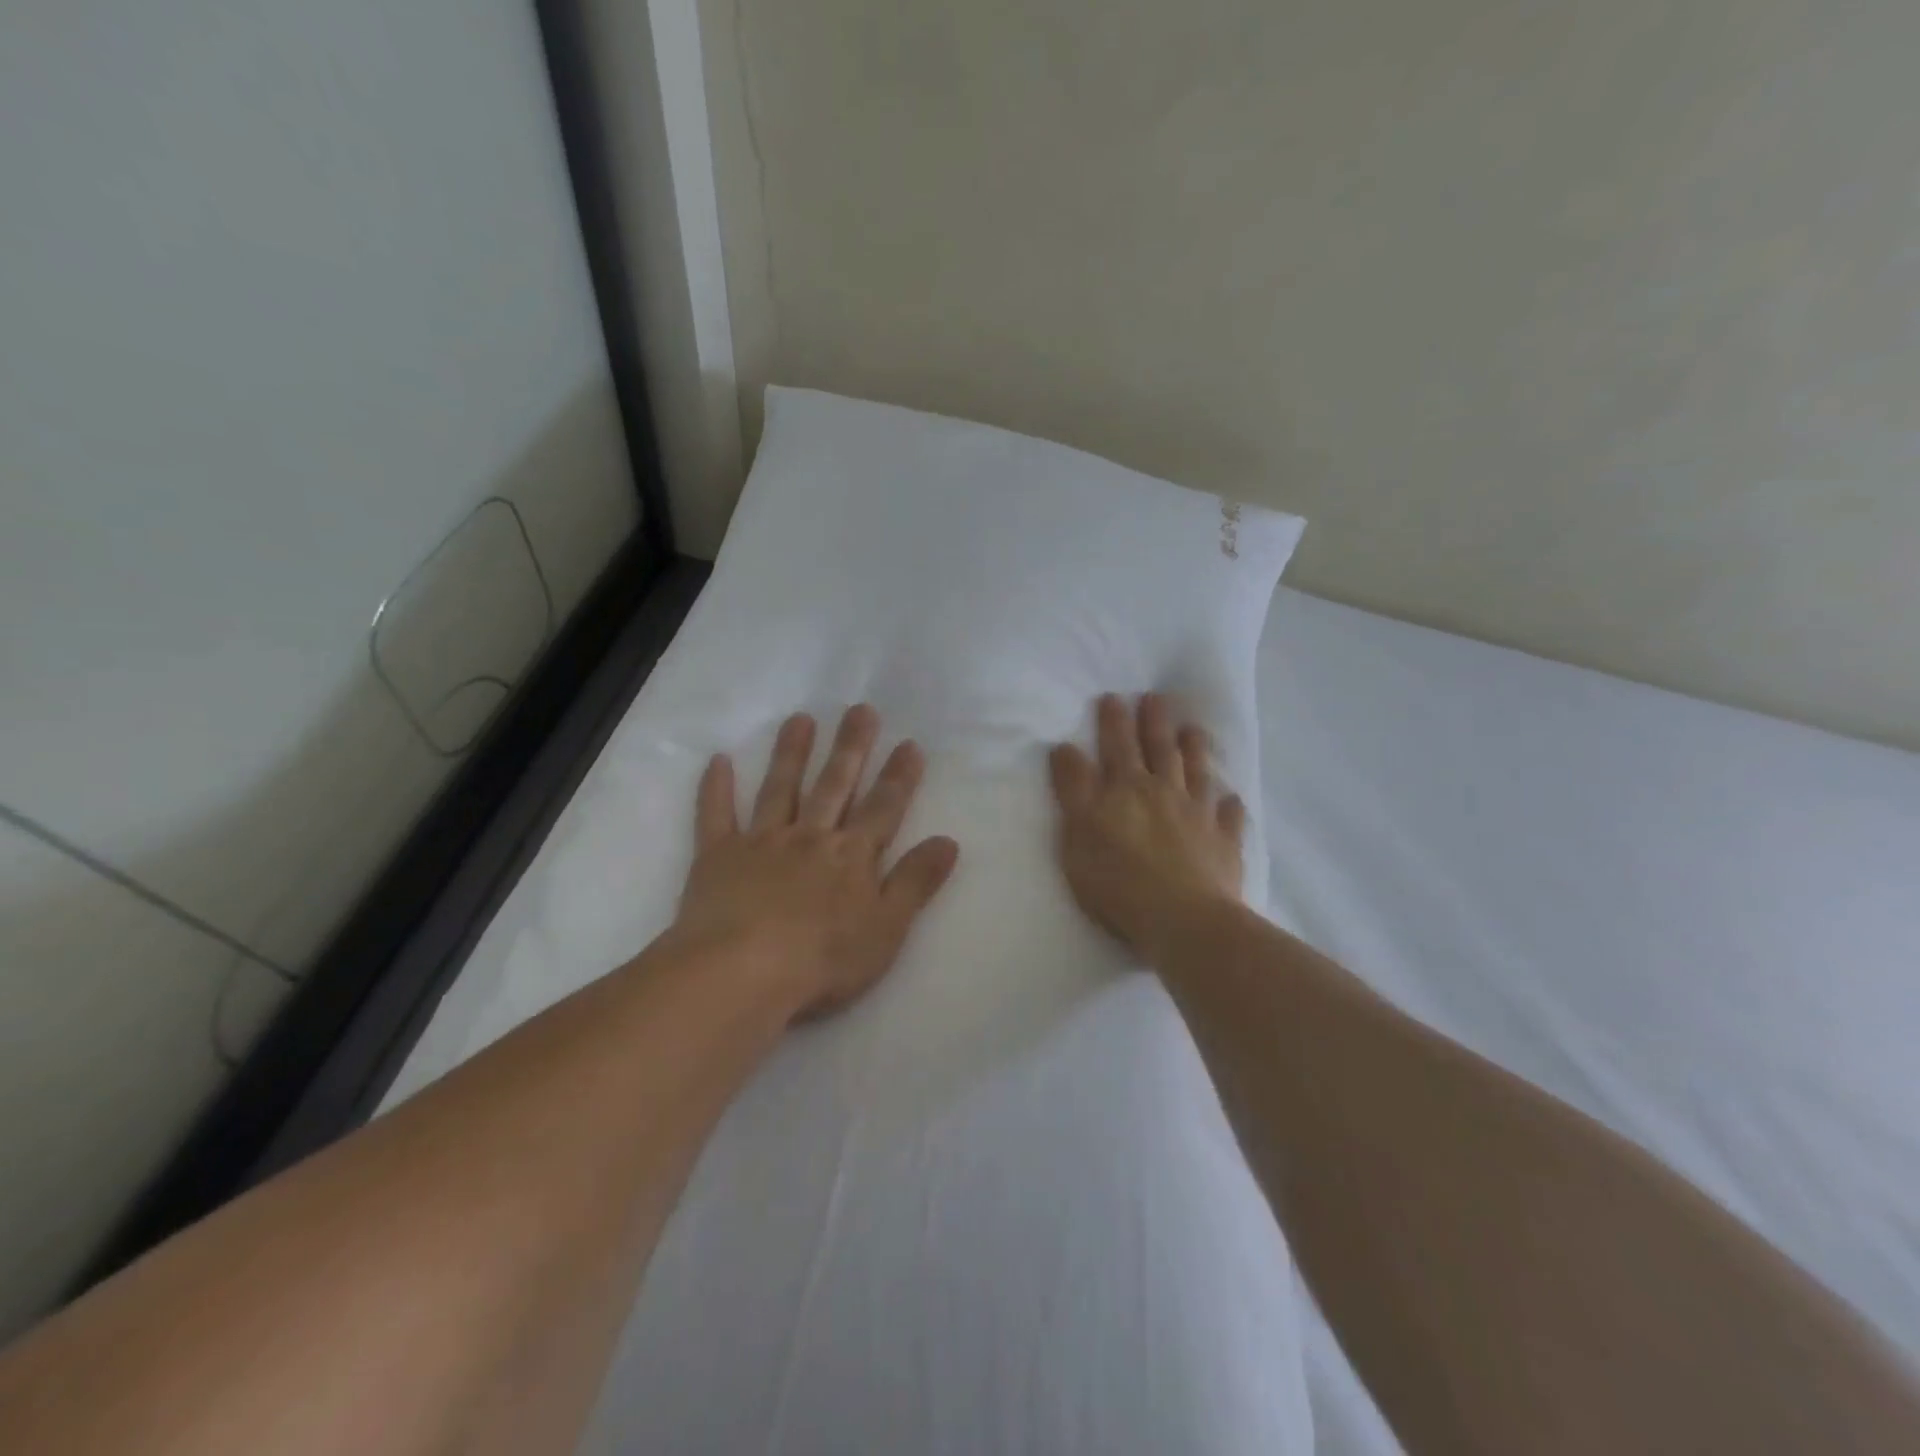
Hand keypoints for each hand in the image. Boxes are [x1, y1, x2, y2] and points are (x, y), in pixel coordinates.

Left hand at [675, 705, 959, 1020]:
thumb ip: (916, 882)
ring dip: (791, 753)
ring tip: (800, 719)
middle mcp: (810, 837)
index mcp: (851, 856)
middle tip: (860, 709)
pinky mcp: (718, 856)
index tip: (909, 744)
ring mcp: (762, 842)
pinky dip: (716, 788)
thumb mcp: (886, 928)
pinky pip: (716, 815)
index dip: (899, 777)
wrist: (742, 973)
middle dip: (851, 747)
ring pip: (780, 788)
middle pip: (834, 785)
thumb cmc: (823, 959)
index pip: (883, 808)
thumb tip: (948, 841)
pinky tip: (717, 760)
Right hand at [1048, 693, 1245, 961]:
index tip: (1112, 697)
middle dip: (1153, 721)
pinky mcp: (1223, 843)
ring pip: (1196, 771)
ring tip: (1192, 728)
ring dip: (1193, 748)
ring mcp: (1198, 815)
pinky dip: (1228, 805)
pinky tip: (1230, 799)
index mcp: (1124, 789)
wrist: (1183, 920)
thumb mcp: (1076, 834)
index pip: (1115, 746)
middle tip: (1154, 697)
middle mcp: (1163, 792)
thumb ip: (1073, 788)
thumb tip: (1066, 748)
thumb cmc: (1118, 882)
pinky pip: (1229, 817)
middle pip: (1158, 749)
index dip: (1112, 721)